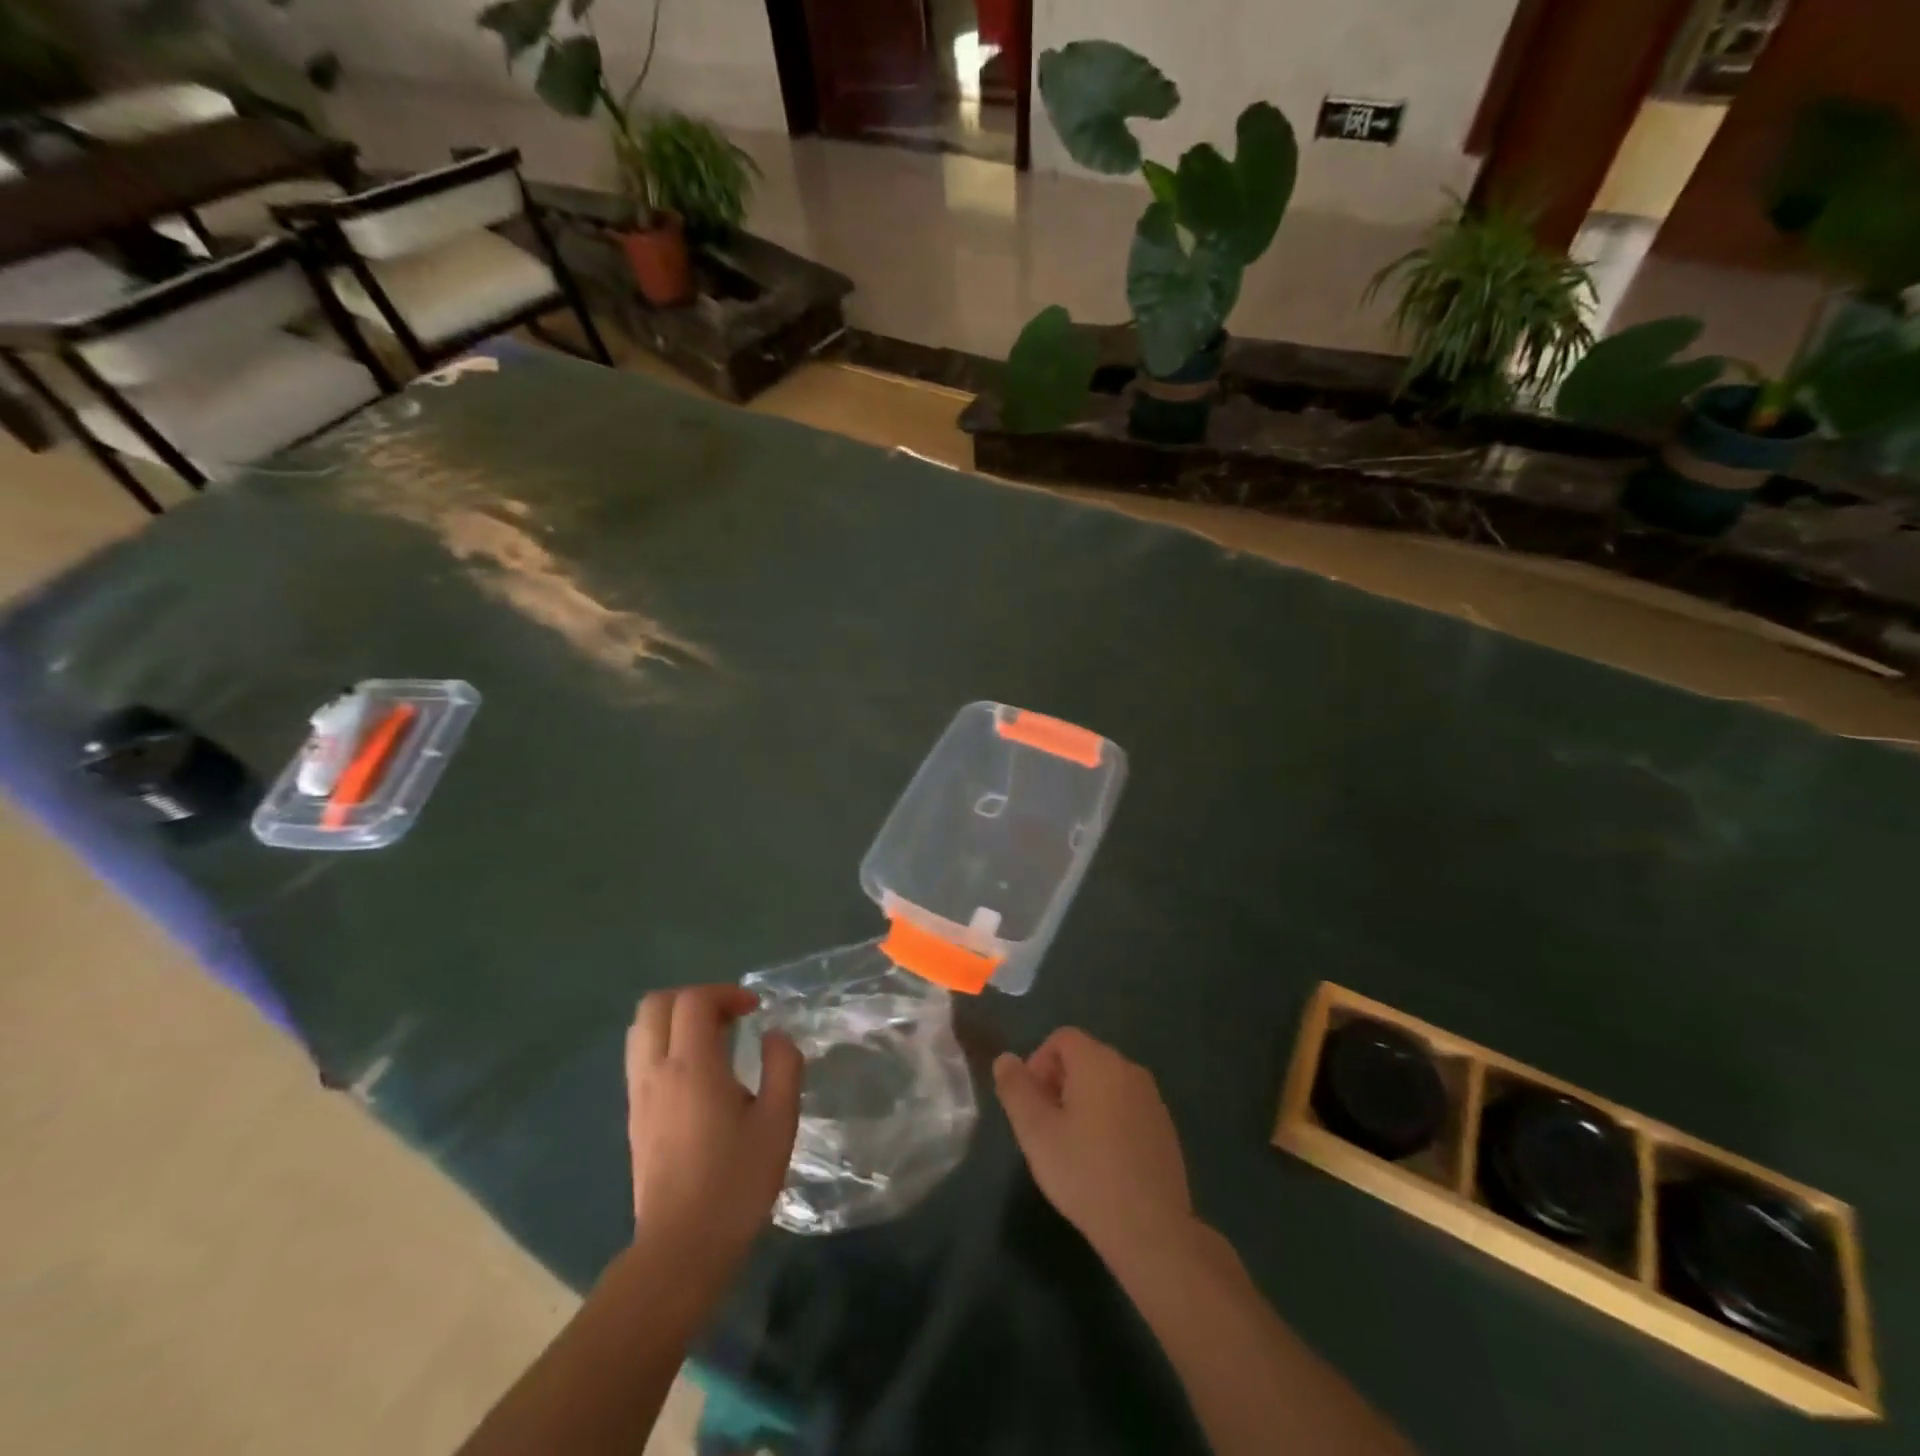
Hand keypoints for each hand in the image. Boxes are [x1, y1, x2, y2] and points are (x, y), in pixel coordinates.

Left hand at [625, 985, 801, 1256]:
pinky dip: (665, 1043)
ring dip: (675, 1018)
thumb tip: (774, 1036)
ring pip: (641, 1029)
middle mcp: (657, 1071)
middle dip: (695, 997)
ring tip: (712, 1039)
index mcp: (692, 1067)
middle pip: (656, 1004)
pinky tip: (696, 1072)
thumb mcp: (778, 1122)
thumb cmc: (736, 1183)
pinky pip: (640, 1057)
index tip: (754, 1010)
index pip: (694, 1000)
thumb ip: (783, 1067)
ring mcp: (639, 1094)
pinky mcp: (634, 1116)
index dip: (726, 993)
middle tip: (729, 1016)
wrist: (681, 1249)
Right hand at [993, 1028, 1194, 1266]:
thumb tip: (1005, 1059)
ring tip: (1071, 1145)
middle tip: (1046, 1126)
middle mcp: (1129, 1069)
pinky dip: (1107, 1119)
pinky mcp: (1164, 1127)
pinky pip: (1126, 1106)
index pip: (1062, 1038)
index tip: (1031, 1104)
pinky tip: (1101, 1161)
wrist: (1150, 1229)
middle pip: (1084, 1057)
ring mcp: (1151, 1098)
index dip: (1038, 1063)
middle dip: (1058, 1082)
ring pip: (1106, 1083)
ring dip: (1082, 1101)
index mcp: (1098, 1062)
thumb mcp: (1036, 1132)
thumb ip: (1016, 1089)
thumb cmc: (1085, 1173)